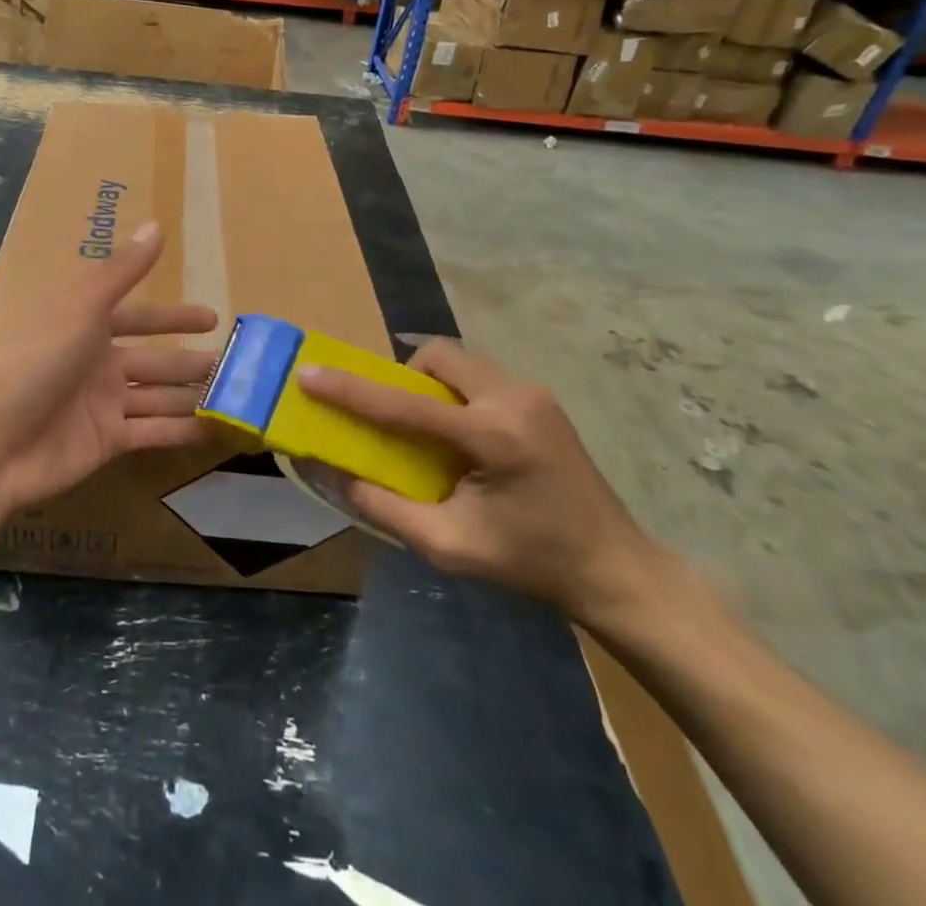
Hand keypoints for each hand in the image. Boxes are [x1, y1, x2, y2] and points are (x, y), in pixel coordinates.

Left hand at [0, 221, 218, 514]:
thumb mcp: (79, 310)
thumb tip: (156, 225)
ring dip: (193, 394)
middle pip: (154, 359)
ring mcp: (101, 404)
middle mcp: (96, 363)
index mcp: (84, 327)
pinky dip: (181, 430)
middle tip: (236, 364)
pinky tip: (216, 429)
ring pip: (158, 395)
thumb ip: (121, 272)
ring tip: (237, 396)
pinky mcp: (106, 442)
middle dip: (191, 360)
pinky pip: (152, 431)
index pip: (138, 317)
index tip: (212, 318)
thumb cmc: (33, 364)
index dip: (173, 317)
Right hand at [298, 342, 661, 624]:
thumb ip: (382, 506)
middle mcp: (515, 399)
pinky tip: (461, 437)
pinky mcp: (541, 399)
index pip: (405, 404)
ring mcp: (534, 393)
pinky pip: (478, 376)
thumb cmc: (531, 563)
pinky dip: (453, 393)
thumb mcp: (449, 546)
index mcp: (494, 437)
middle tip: (392, 417)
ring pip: (459, 361)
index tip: (309, 374)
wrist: (616, 570)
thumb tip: (329, 473)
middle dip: (401, 375)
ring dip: (429, 384)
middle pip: (437, 355)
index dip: (351, 390)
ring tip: (427, 430)